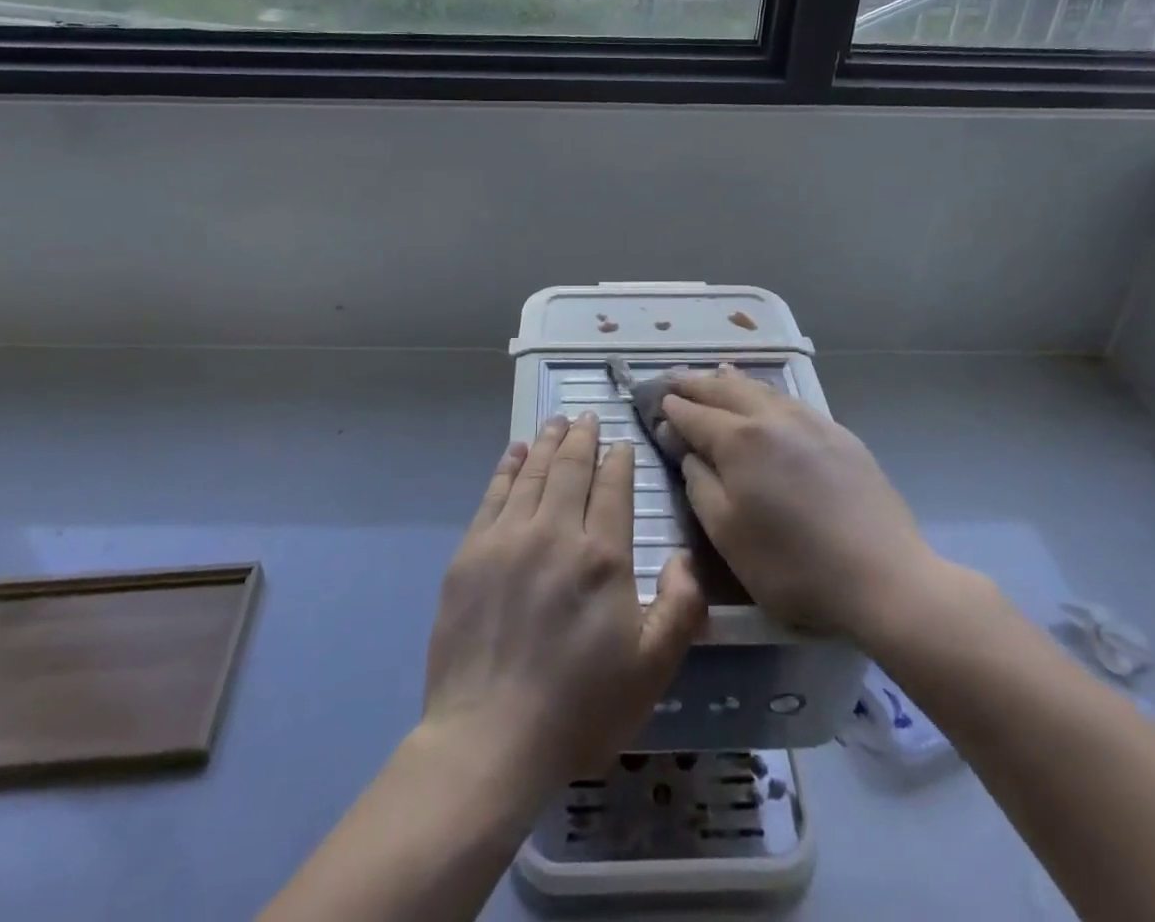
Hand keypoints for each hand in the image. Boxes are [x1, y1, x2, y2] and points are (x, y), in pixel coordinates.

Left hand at [422, 413, 706, 795]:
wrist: (489, 738)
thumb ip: (680, 607)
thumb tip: (683, 557)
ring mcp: (507, 538)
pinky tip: (514, 451)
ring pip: (532, 472)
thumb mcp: (652, 670)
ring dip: (547, 442)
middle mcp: (555, 532)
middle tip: (587, 416)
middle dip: (582, 437)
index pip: (614, 487)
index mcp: (602, 556)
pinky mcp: (470, 552)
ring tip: (556, 422)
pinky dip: (507, 466)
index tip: (622, 445)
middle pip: (571, 467)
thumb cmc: (579, 708)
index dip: (619, 460)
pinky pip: (493, 494)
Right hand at [665, 367, 948, 646]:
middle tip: (674, 378)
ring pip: (761, 388)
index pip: (695, 415)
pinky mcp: (838, 434)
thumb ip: (699, 483)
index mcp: (739, 440)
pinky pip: (790, 400)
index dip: (672, 409)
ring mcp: (809, 421)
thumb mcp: (727, 534)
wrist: (883, 577)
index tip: (655, 403)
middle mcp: (772, 418)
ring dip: (731, 380)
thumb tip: (685, 447)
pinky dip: (766, 391)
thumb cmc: (792, 565)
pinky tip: (765, 395)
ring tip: (715, 372)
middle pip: (725, 391)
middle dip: (696, 384)